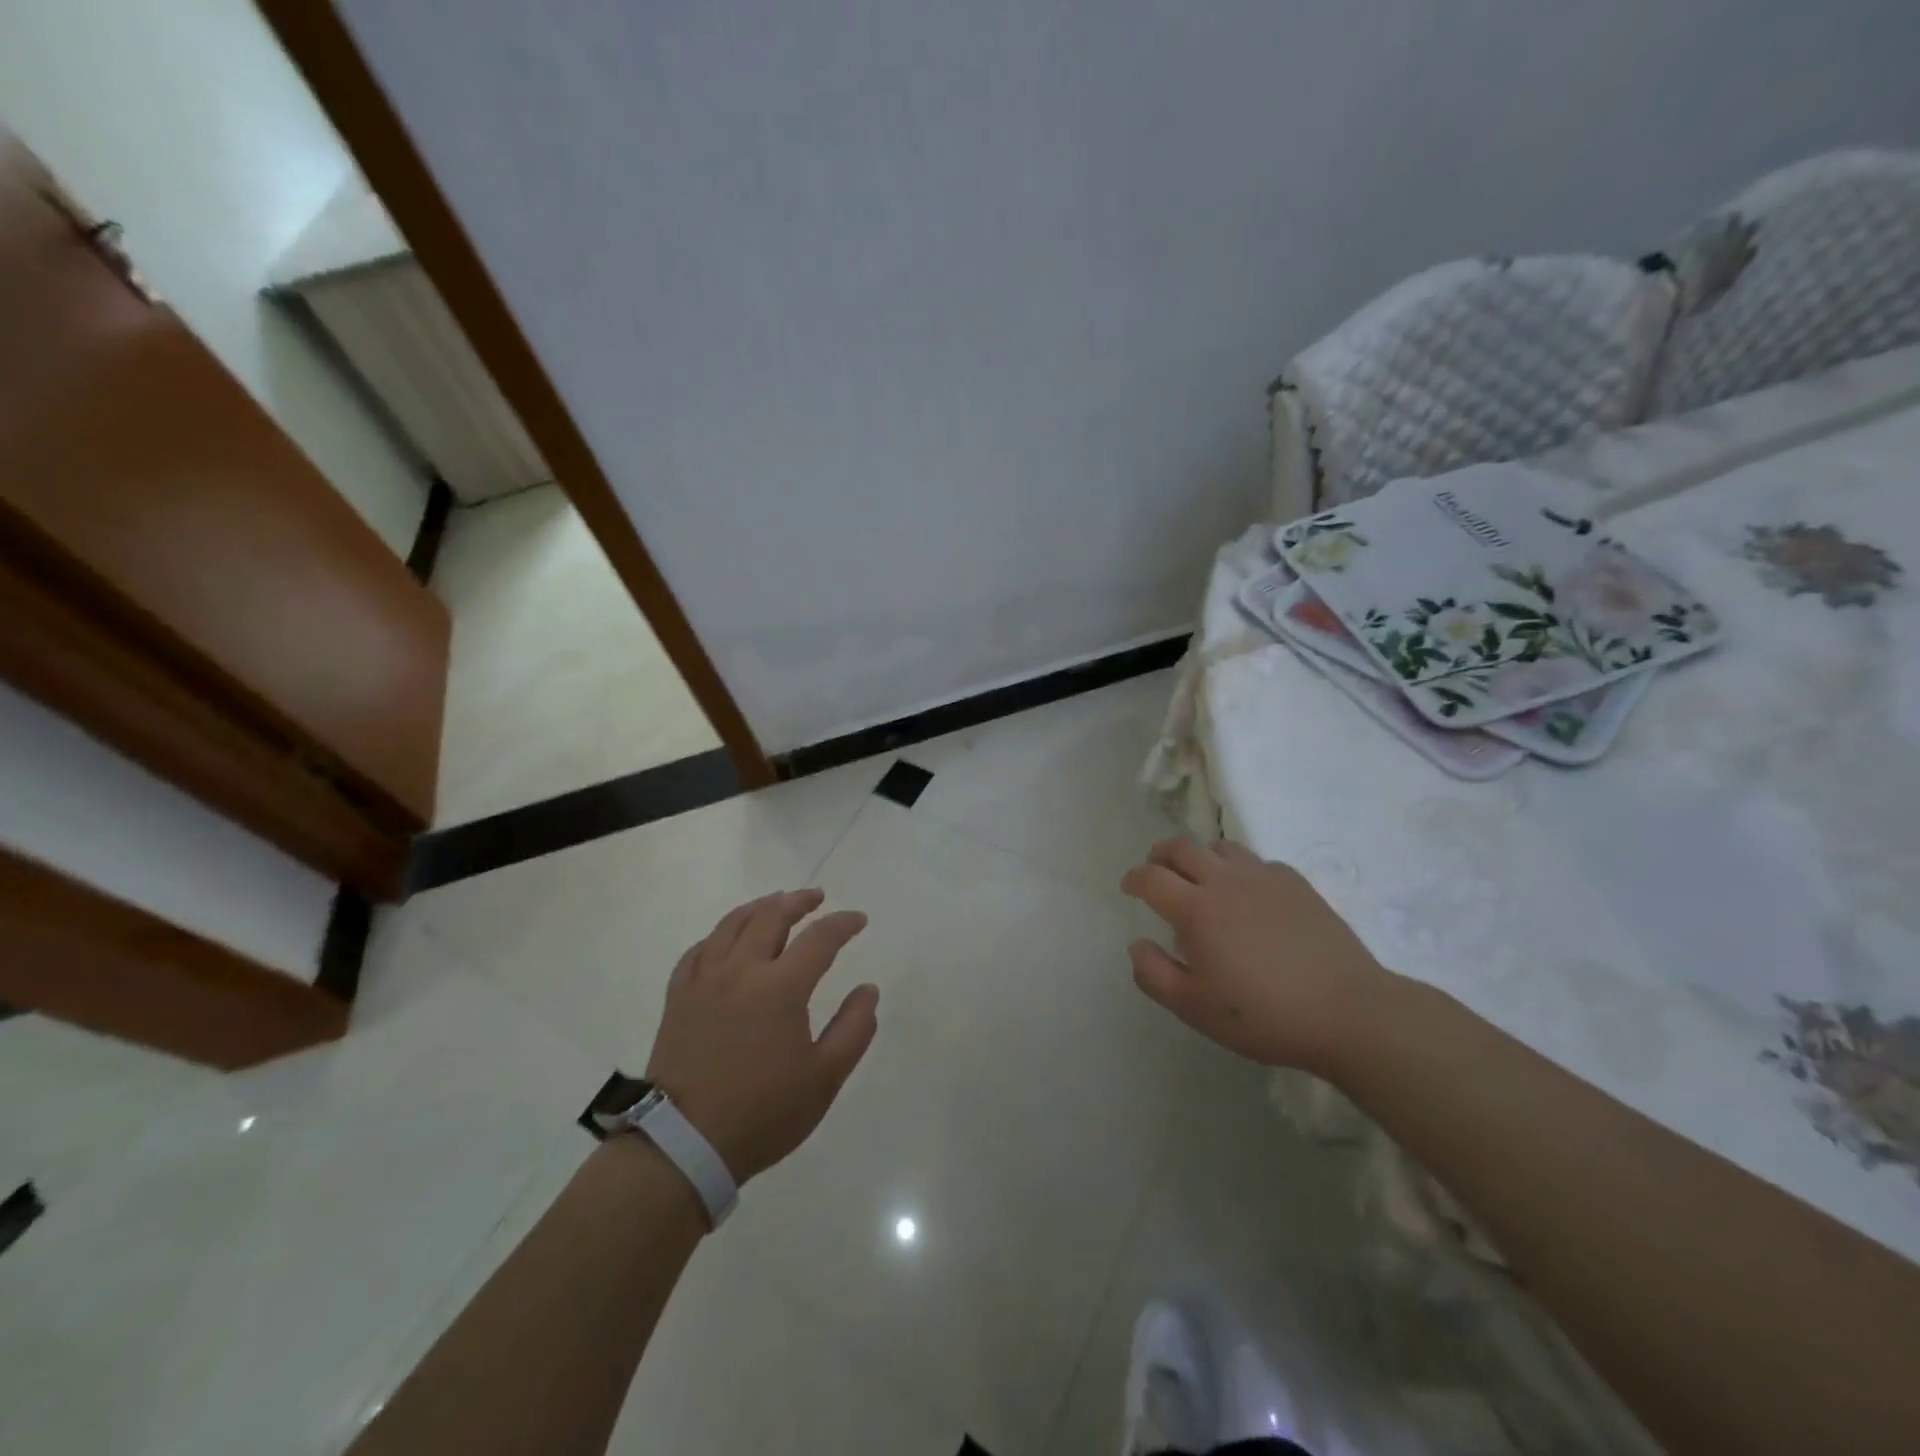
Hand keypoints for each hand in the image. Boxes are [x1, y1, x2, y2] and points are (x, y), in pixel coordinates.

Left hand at [645, 889, 877, 1183]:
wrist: (683, 1144)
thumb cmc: (762, 1112)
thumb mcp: (824, 1078)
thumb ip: (853, 1029)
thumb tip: (868, 990)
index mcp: (781, 987)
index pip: (820, 938)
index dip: (843, 924)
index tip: (859, 920)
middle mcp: (741, 970)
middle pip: (772, 916)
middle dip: (799, 901)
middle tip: (817, 897)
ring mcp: (704, 980)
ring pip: (732, 924)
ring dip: (759, 907)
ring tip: (775, 902)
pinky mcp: (678, 997)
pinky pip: (699, 950)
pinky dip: (719, 935)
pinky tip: (726, 939)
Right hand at [1120, 836, 1388, 1076]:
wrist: (1348, 1012)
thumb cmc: (1263, 1014)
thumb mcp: (1194, 1008)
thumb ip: (1154, 974)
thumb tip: (1136, 944)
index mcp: (1196, 909)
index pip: (1151, 878)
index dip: (1134, 879)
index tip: (1129, 888)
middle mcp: (1225, 881)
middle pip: (1182, 847)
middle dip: (1161, 855)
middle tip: (1156, 871)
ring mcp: (1265, 878)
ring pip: (1221, 847)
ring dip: (1201, 856)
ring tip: (1200, 878)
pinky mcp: (1297, 884)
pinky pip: (1258, 862)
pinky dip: (1240, 870)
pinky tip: (1248, 894)